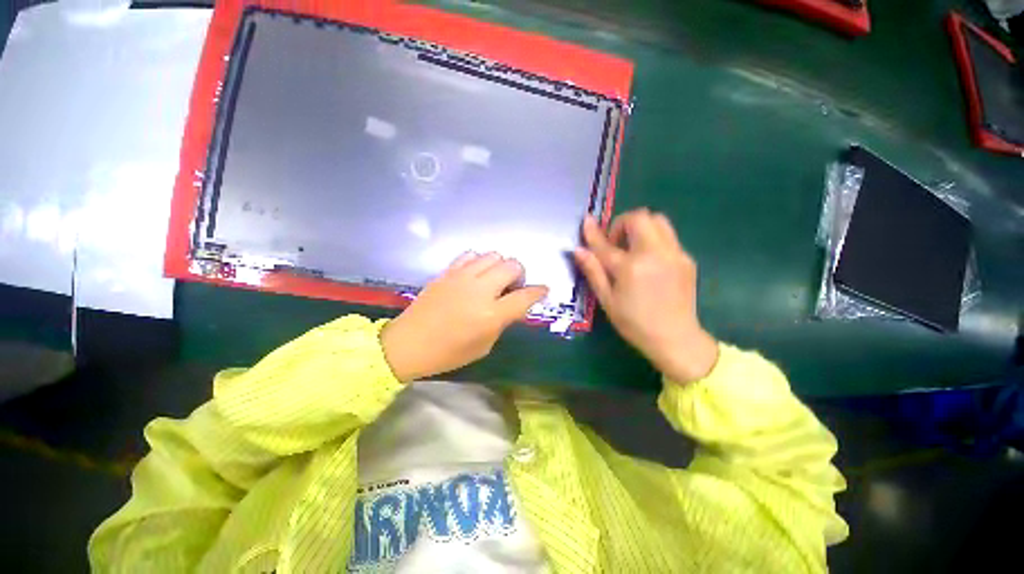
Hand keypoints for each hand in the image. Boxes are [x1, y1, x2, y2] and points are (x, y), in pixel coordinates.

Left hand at [380, 253, 548, 382]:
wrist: (409, 343)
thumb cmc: (449, 352)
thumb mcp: (484, 345)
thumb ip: (502, 322)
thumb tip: (513, 305)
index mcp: (491, 315)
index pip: (525, 296)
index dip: (538, 292)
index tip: (543, 290)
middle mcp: (480, 290)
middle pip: (512, 266)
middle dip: (519, 275)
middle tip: (512, 288)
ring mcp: (462, 277)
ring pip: (494, 255)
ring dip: (500, 266)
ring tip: (493, 280)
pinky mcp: (448, 271)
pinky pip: (471, 255)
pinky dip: (479, 261)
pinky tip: (475, 274)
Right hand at [574, 210, 717, 382]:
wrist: (675, 338)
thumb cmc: (634, 323)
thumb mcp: (607, 300)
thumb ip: (593, 271)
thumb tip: (578, 250)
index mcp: (631, 267)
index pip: (606, 244)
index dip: (593, 232)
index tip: (586, 221)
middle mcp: (655, 253)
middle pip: (639, 217)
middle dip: (622, 224)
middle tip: (615, 244)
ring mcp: (674, 254)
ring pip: (658, 220)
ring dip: (640, 227)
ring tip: (632, 248)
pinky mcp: (686, 258)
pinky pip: (668, 236)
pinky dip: (653, 239)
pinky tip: (648, 261)